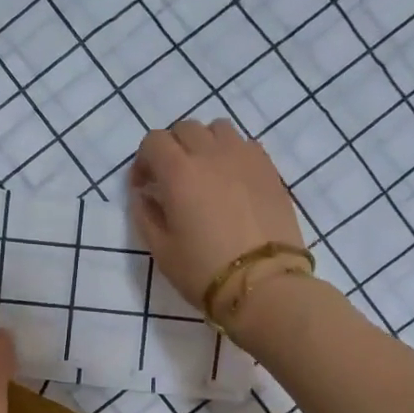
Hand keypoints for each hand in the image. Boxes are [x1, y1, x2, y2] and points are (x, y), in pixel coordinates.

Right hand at [129, 119, 305, 309]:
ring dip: (204, 144)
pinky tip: (231, 181)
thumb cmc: (204, 270)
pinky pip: (245, 145)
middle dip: (172, 148)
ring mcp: (244, 158)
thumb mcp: (162, 250)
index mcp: (179, 172)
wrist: (264, 284)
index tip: (144, 187)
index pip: (153, 142)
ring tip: (204, 174)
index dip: (143, 161)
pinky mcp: (269, 169)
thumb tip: (144, 195)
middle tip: (172, 180)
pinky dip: (231, 153)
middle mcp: (211, 155)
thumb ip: (146, 215)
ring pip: (218, 129)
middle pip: (185, 129)